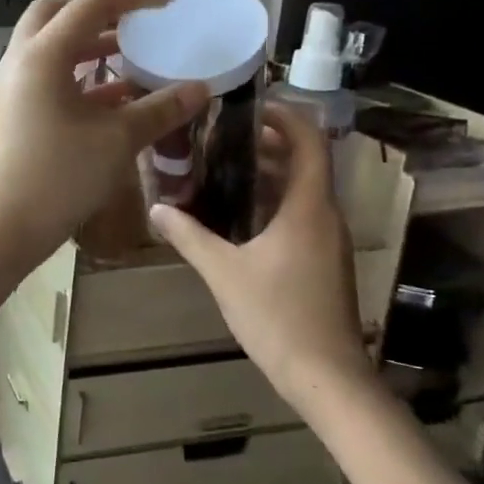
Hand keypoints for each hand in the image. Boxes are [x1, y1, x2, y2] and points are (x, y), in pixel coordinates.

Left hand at [0, 0, 208, 271]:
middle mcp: (19, 61)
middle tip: (132, 21)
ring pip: (49, 49)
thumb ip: (160, 109)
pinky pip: (46, 80)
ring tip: (130, 57)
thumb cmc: (58, 176)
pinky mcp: (10, 114)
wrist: (0, 228)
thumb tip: (201, 89)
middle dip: (96, 11)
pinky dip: (77, 78)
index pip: (90, 5)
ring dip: (87, 47)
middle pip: (55, 15)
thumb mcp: (117, 140)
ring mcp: (10, 89)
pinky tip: (112, 99)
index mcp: (42, 55)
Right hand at [150, 102, 371, 410]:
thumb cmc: (277, 316)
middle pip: (304, 163)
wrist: (325, 376)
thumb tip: (156, 209)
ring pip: (301, 191)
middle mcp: (325, 216)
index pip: (308, 142)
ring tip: (222, 168)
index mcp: (308, 208)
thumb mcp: (224, 272)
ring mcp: (328, 241)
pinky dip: (272, 202)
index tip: (250, 106)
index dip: (284, 117)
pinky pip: (300, 215)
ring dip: (268, 174)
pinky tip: (236, 216)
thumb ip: (189, 236)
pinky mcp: (323, 261)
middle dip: (267, 144)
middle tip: (221, 136)